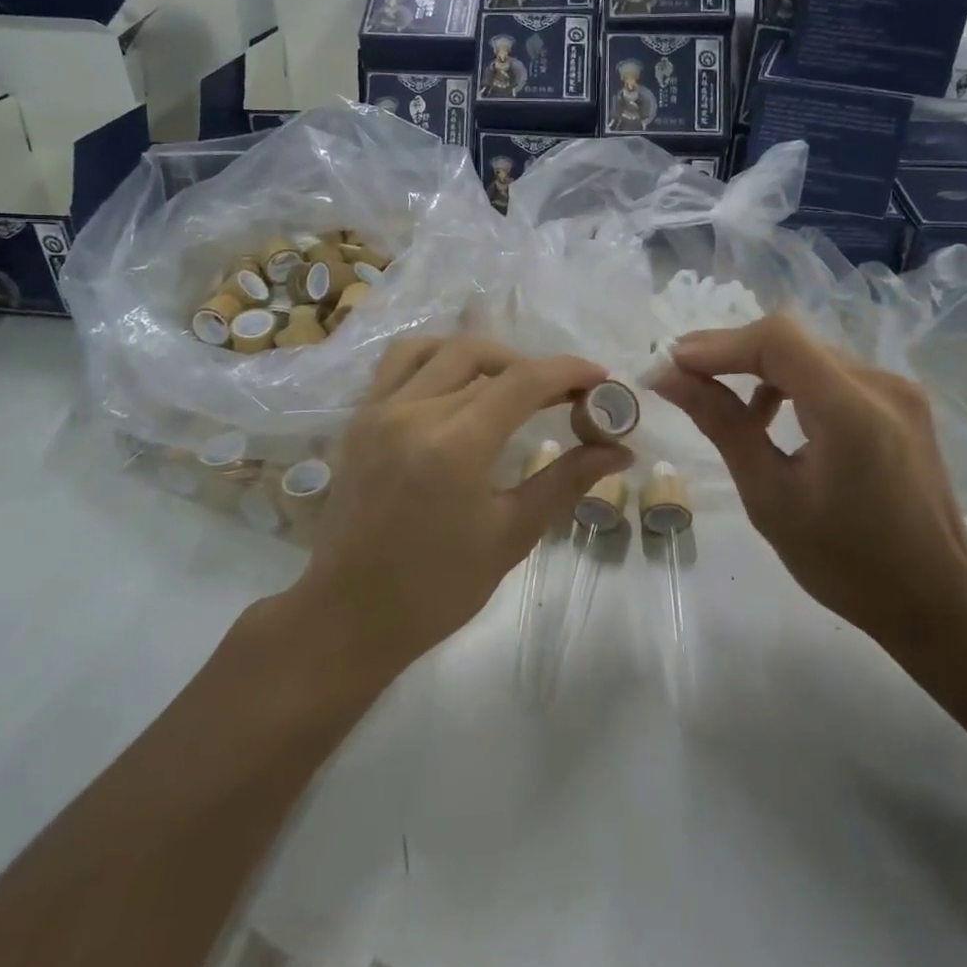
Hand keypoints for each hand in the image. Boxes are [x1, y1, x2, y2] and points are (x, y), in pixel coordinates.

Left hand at [290, 337, 631, 673]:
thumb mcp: (510, 535)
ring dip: (486, 356)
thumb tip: (618, 451)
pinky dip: (438, 358)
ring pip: (442, 349)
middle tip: (564, 395)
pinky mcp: (360, 418)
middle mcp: (414, 412)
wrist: (348, 617)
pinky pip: (401, 362)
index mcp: (455, 446)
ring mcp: (380, 410)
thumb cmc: (436, 590)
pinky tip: (458, 385)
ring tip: (511, 384)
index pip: (523, 381)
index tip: (601, 379)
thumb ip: (564, 481)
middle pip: (484, 357)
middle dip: (533, 367)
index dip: (569, 371)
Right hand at [653, 317, 966, 667]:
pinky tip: (770, 415)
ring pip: (808, 352)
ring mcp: (897, 387)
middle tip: (681, 376)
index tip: (671, 363)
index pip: (778, 340)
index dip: (718, 343)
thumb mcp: (769, 496)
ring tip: (721, 401)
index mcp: (852, 412)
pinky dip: (790, 381)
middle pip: (791, 340)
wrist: (935, 598)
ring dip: (758, 366)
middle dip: (730, 352)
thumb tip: (668, 377)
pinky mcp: (899, 399)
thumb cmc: (845, 563)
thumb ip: (721, 424)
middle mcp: (881, 383)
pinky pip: (830, 371)